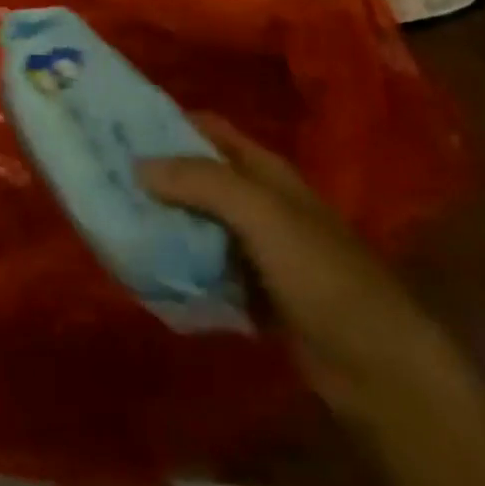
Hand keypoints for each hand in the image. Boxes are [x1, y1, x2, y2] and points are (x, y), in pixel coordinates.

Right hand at [138, 116, 443, 401]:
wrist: (376, 363)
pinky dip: (185, 267)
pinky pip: (210, 269)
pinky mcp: (258, 292)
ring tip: (118, 221)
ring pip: (202, 224)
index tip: (123, 125)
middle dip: (160, 175)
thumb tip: (139, 164)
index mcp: (265, 169)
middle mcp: (260, 200)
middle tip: (108, 177)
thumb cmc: (320, 271)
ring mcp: (260, 248)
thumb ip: (202, 183)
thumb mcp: (260, 214)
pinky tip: (152, 270)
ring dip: (169, 223)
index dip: (170, 122)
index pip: (210, 129)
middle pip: (201, 177)